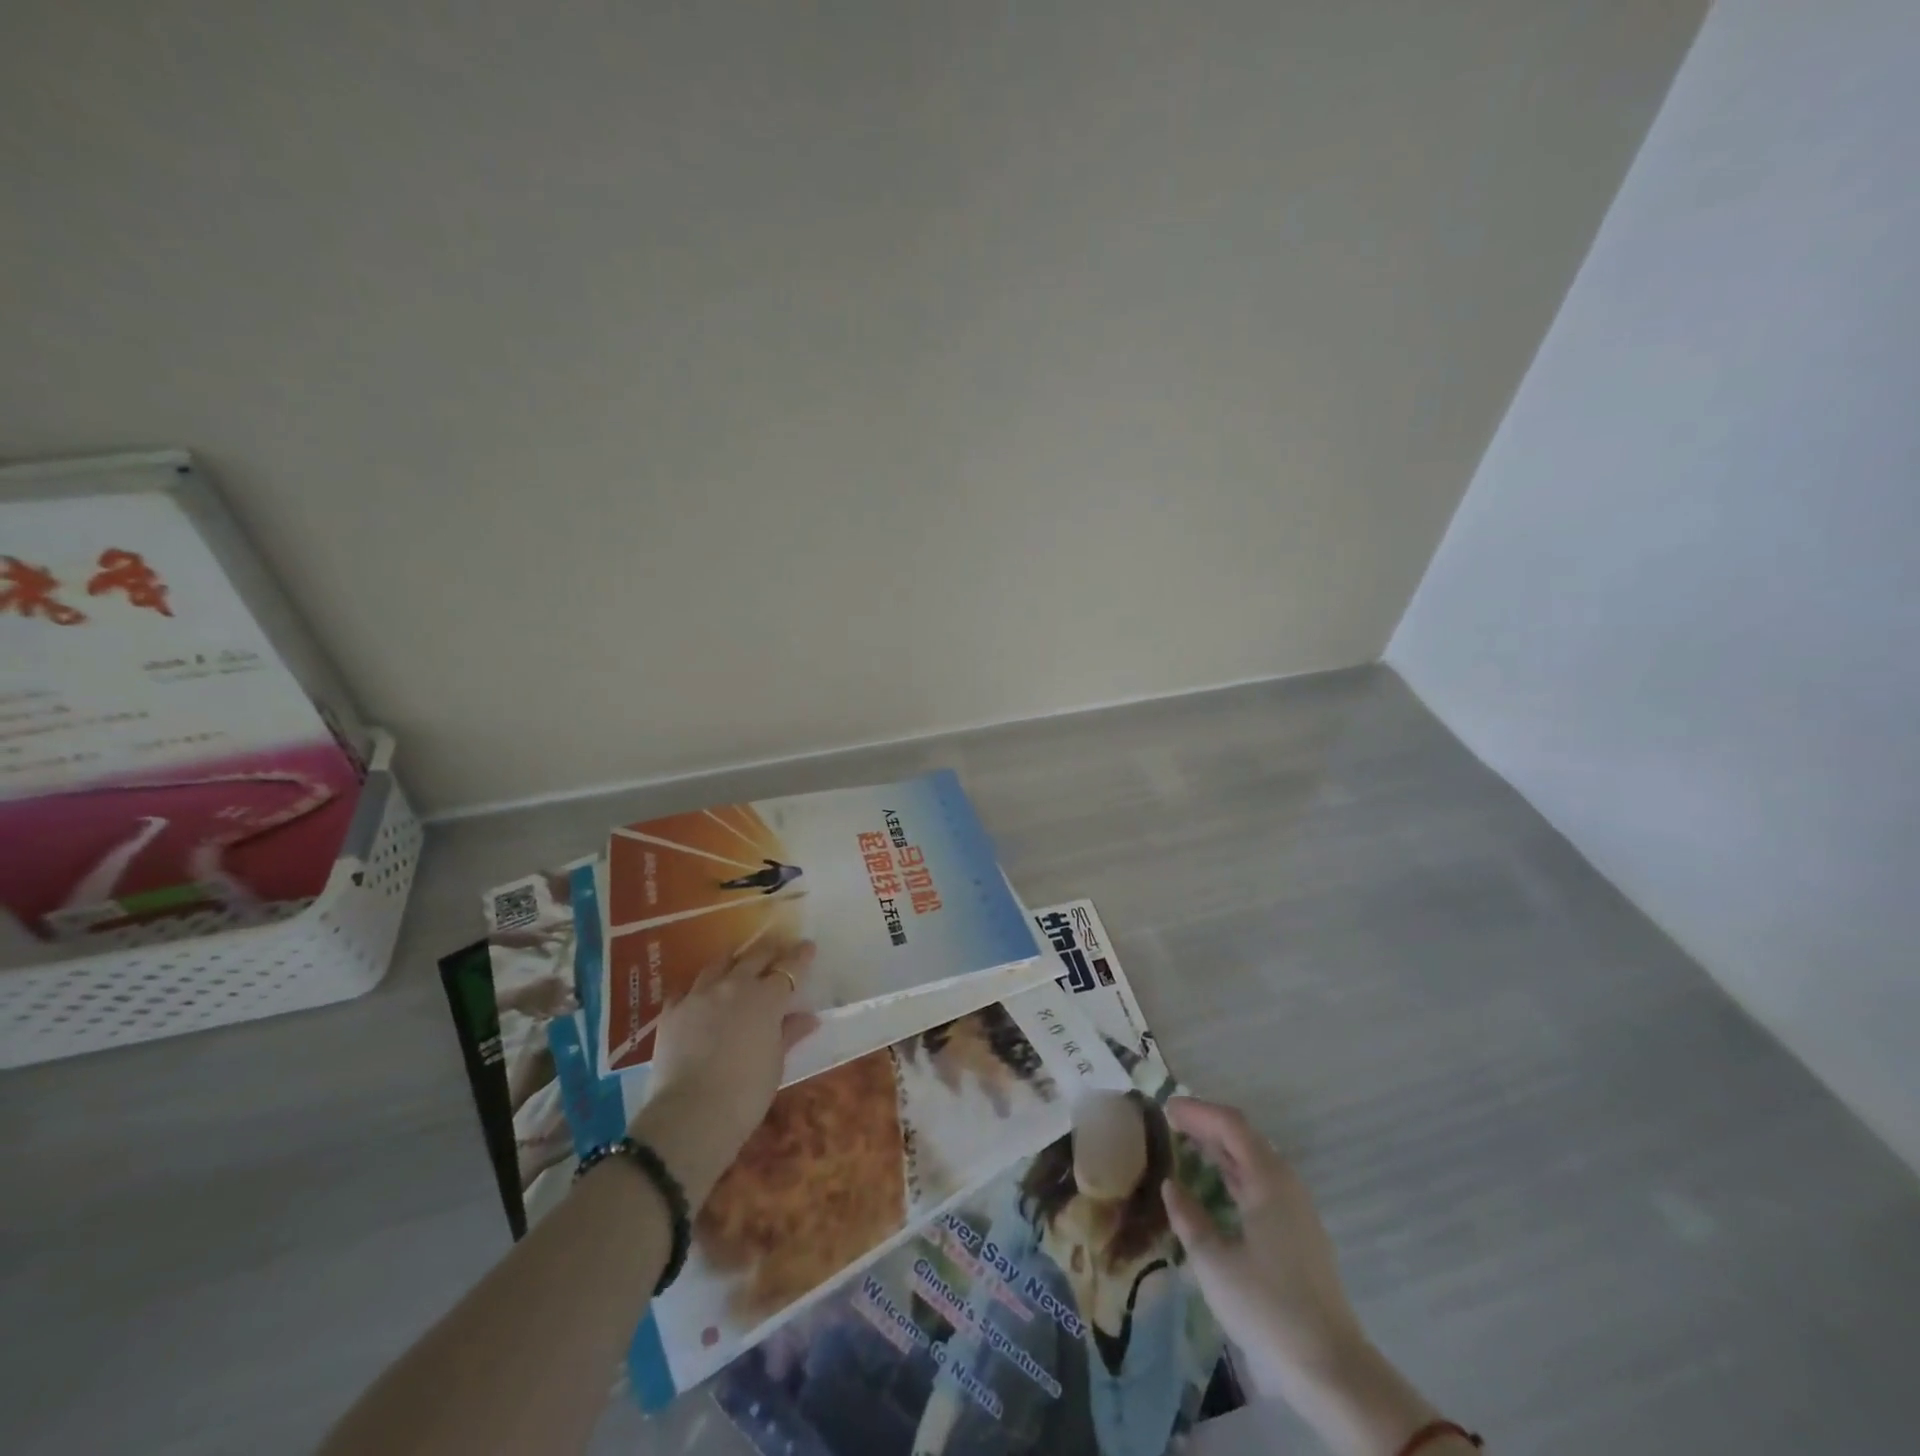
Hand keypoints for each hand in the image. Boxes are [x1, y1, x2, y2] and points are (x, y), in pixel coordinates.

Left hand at [632, 941, 818, 1207]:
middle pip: (755, 956)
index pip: (789, 967)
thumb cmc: (746, 1092)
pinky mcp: (672, 1011)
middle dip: (769, 949)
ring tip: (738, 962)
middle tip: (777, 948)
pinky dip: (697, 987)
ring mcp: (699, 995)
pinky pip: (686, 988)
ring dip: (733, 960)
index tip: (807, 946)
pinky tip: (699, 994)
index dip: (800, 955)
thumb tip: (808, 1017)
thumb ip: (789, 1033)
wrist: (690, 1114)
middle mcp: (734, 986)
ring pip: (719, 963)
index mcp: (766, 998)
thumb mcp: (775, 1063)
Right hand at [1160, 1098, 1365, 1395]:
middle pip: (1244, 1138)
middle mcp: (1286, 1184)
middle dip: (1208, 1124)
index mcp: (1269, 1180)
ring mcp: (1296, 1209)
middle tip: (1171, 1121)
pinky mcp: (1298, 1232)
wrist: (1331, 1369)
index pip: (1231, 1125)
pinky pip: (1261, 1182)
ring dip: (1221, 1147)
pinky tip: (1217, 1184)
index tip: (1166, 1107)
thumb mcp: (1214, 1263)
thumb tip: (1171, 1186)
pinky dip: (1234, 1171)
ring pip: (1254, 1160)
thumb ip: (1189, 1218)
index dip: (1198, 1111)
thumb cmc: (1268, 1307)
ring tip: (1188, 1145)